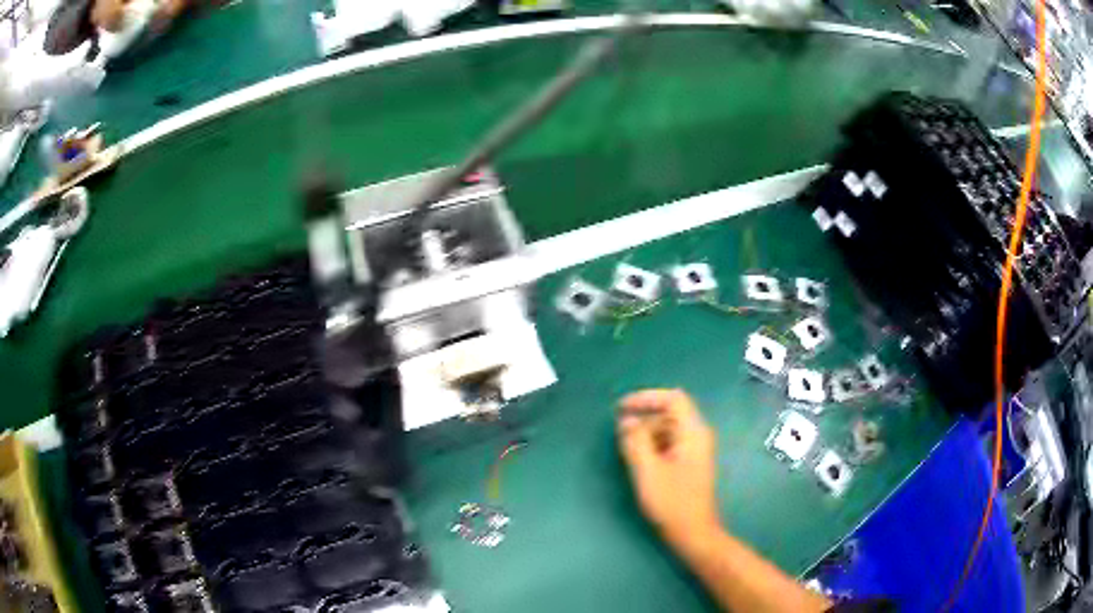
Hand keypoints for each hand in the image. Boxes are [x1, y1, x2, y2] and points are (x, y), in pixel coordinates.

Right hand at [617, 389, 720, 546]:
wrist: (692, 532)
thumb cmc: (672, 502)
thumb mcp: (648, 470)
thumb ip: (635, 441)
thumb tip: (626, 420)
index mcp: (693, 432)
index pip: (673, 399)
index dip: (646, 398)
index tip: (621, 408)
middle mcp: (697, 435)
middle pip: (669, 413)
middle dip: (643, 420)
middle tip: (620, 435)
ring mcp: (694, 449)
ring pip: (666, 429)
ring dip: (645, 434)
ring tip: (626, 451)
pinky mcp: (688, 462)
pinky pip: (668, 443)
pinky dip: (652, 446)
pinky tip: (638, 461)